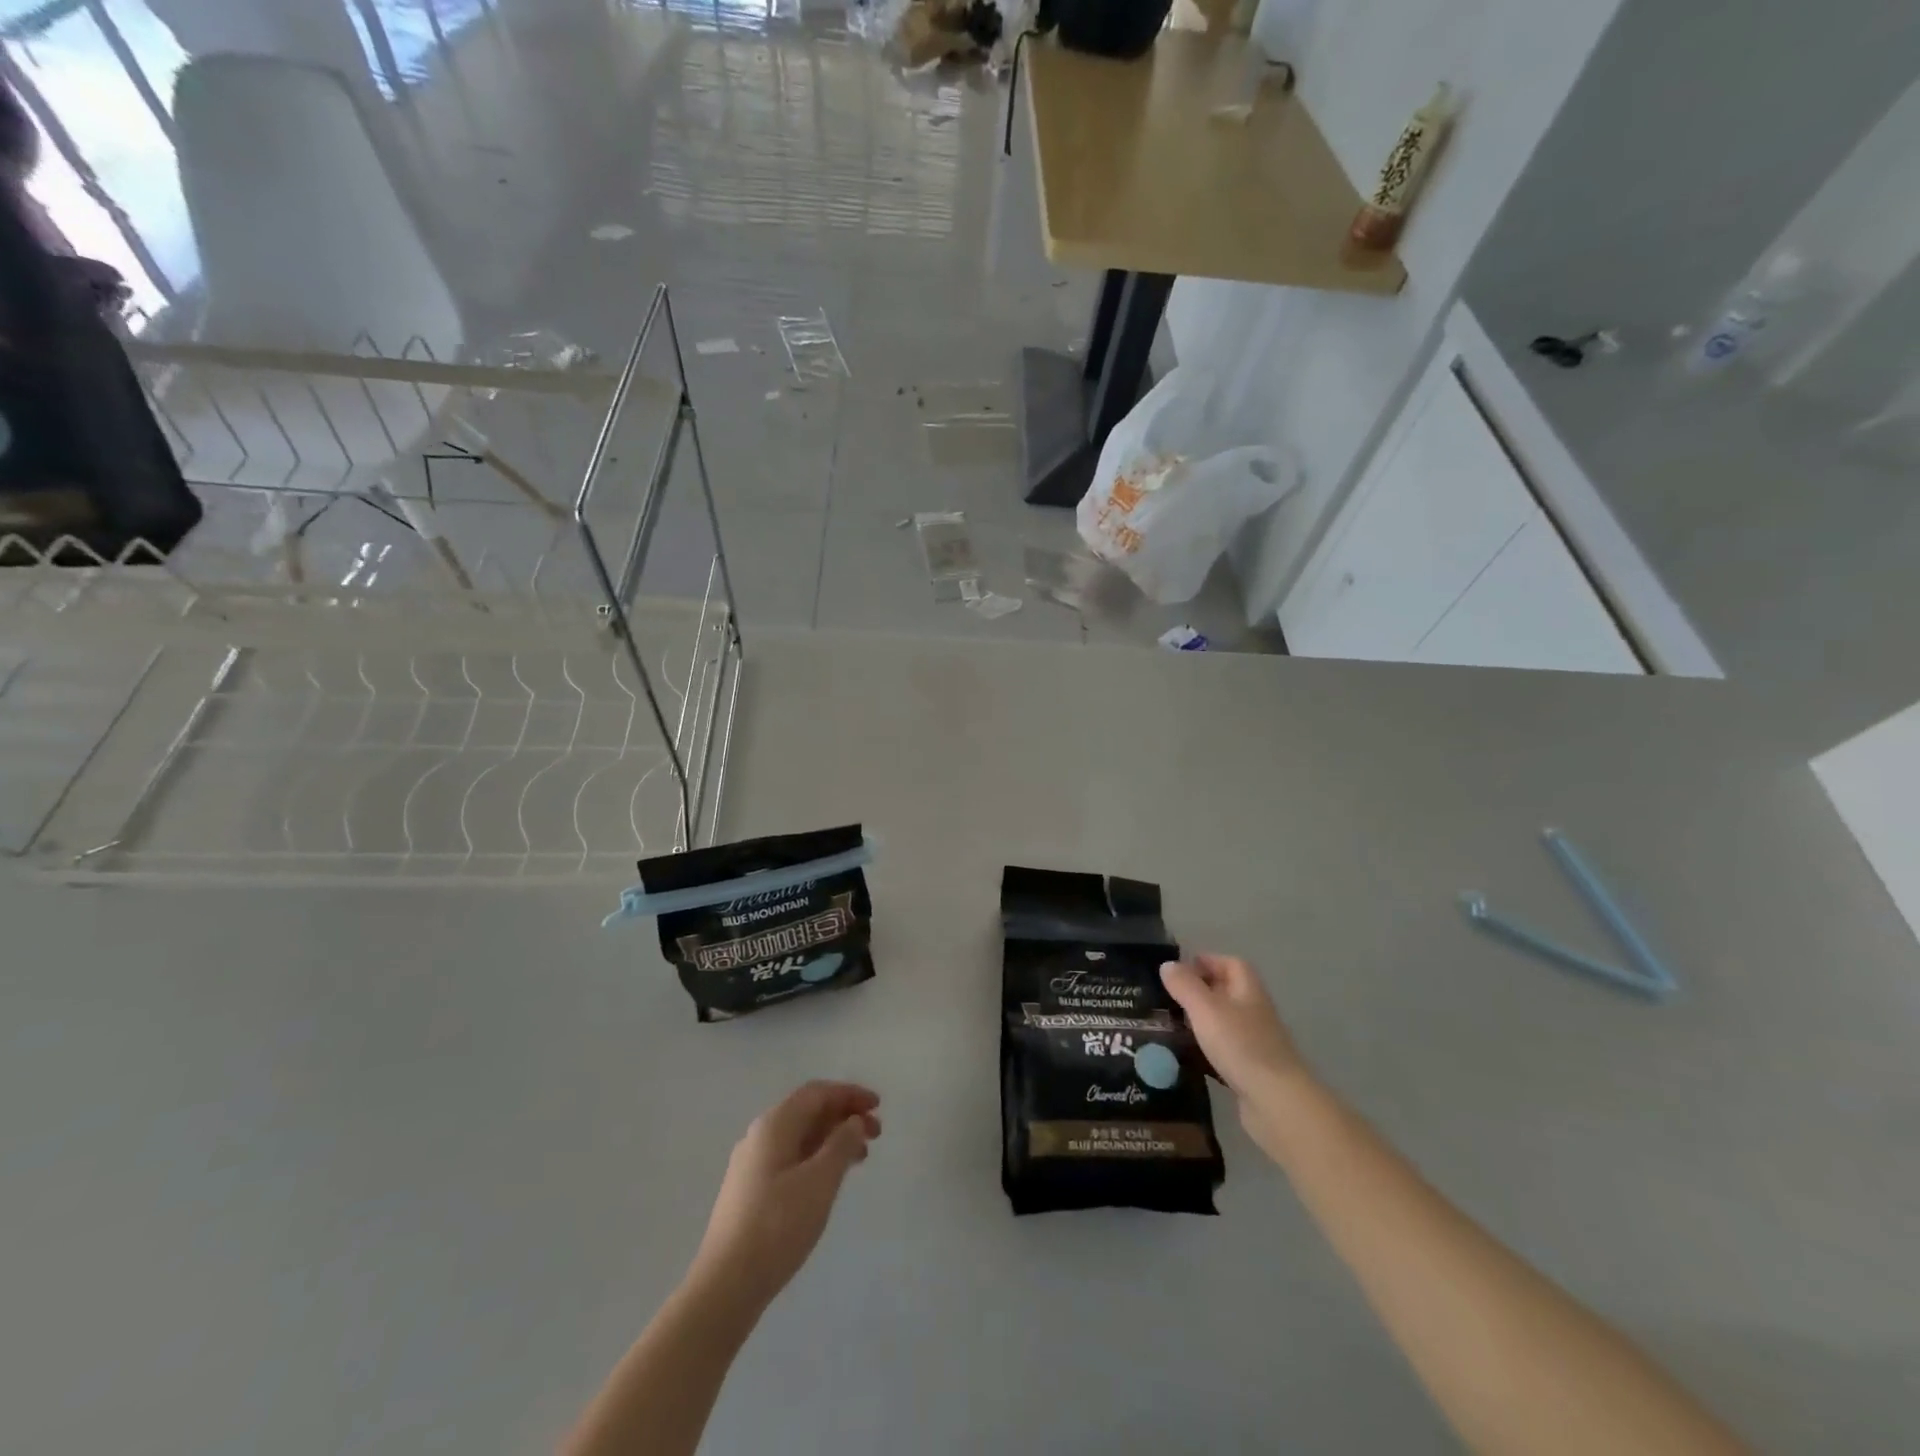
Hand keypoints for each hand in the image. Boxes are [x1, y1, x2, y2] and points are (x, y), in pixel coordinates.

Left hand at [689, 1081, 880, 1313]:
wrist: (725, 1285)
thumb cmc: (777, 1226)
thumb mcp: (820, 1181)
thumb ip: (842, 1144)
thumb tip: (854, 1121)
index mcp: (774, 1124)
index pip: (817, 1093)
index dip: (850, 1094)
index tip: (879, 1106)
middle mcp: (760, 1135)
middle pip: (808, 1111)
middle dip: (844, 1116)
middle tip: (876, 1133)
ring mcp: (752, 1164)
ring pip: (800, 1136)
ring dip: (832, 1138)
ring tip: (861, 1157)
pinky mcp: (750, 1190)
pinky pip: (791, 1157)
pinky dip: (817, 1158)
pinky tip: (830, 1179)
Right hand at [1161, 954, 1313, 1161]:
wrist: (1276, 1103)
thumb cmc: (1241, 1046)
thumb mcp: (1205, 1009)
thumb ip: (1185, 985)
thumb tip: (1167, 964)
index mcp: (1248, 991)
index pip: (1231, 964)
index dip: (1206, 961)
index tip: (1177, 970)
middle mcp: (1254, 1012)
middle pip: (1227, 992)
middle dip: (1198, 991)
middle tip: (1167, 998)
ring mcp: (1254, 1042)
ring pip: (1223, 1022)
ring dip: (1200, 1021)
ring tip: (1170, 1025)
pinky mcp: (1250, 1070)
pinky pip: (1224, 1050)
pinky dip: (1205, 1049)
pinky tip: (1186, 1056)